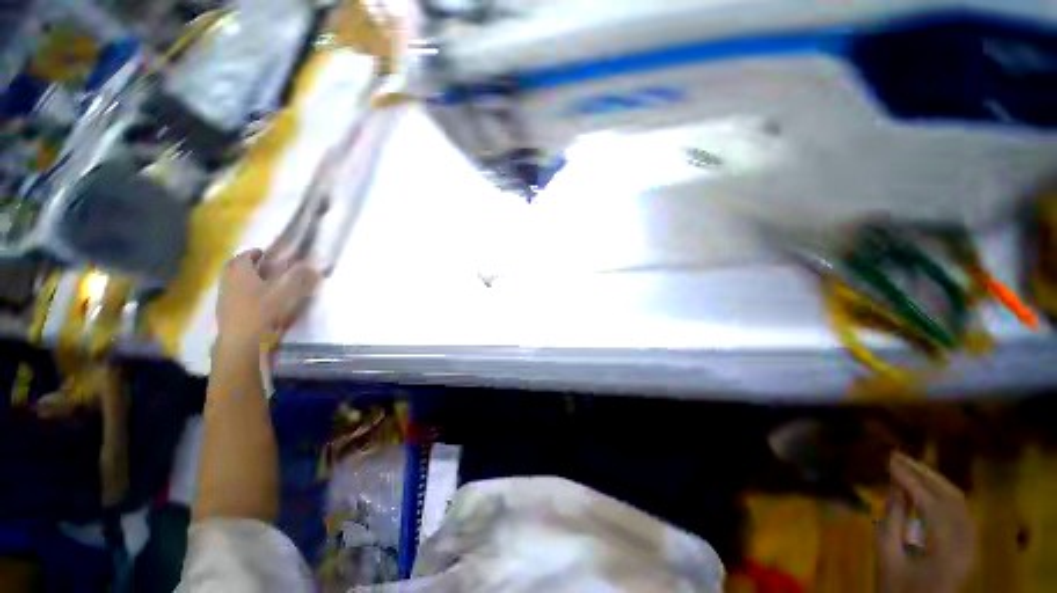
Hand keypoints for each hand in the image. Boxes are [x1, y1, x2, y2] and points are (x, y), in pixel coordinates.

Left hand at [217, 250, 320, 344]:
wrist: (243, 342)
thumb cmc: (265, 312)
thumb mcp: (287, 293)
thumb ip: (300, 279)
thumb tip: (313, 267)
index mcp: (241, 273)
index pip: (244, 257)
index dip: (253, 253)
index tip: (263, 253)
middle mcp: (228, 282)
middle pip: (233, 268)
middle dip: (245, 265)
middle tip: (260, 266)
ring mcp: (224, 298)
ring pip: (231, 282)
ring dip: (243, 279)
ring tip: (259, 283)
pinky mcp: (224, 313)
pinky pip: (232, 296)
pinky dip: (241, 293)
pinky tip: (254, 300)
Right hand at [877, 452, 976, 592]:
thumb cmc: (897, 588)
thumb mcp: (887, 556)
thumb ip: (893, 520)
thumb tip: (894, 484)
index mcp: (946, 551)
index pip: (930, 503)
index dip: (909, 478)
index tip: (889, 458)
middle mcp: (967, 543)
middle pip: (950, 498)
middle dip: (924, 474)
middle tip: (899, 456)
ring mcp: (972, 544)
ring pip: (958, 501)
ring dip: (935, 481)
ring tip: (911, 466)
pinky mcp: (970, 544)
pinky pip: (960, 511)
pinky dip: (942, 494)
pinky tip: (927, 488)